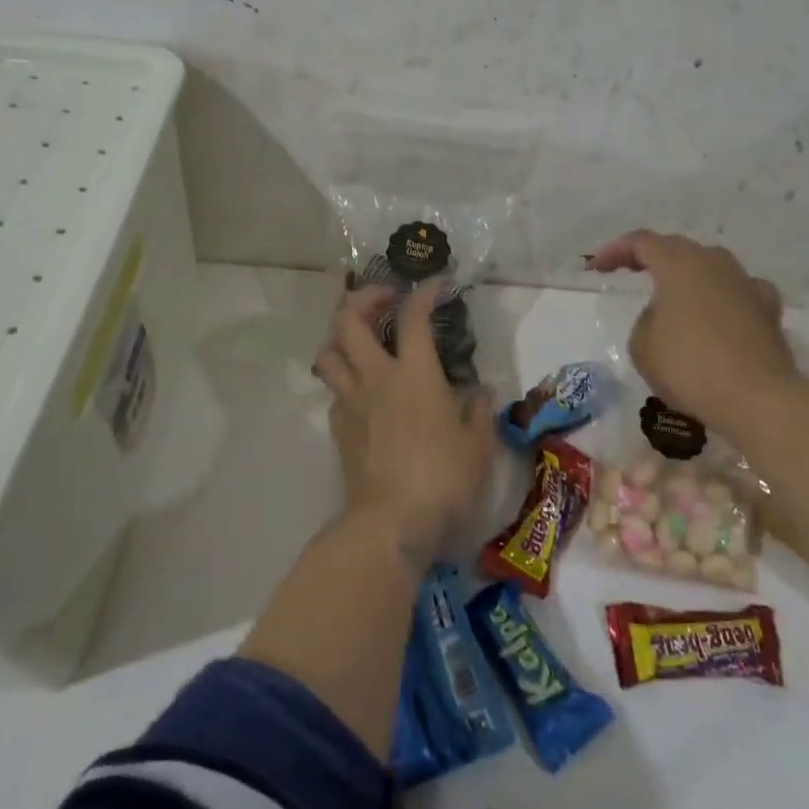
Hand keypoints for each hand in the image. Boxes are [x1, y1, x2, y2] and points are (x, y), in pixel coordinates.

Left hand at [314, 282, 495, 564]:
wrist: (391, 523)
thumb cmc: (443, 479)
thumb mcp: (478, 445)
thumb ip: (479, 412)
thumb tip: (479, 394)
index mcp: (415, 374)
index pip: (414, 317)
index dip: (424, 293)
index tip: (437, 285)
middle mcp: (376, 378)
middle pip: (349, 320)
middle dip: (364, 298)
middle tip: (385, 300)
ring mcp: (351, 402)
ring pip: (328, 352)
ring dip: (341, 335)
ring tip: (361, 338)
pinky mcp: (338, 428)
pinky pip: (333, 390)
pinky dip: (344, 379)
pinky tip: (363, 391)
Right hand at [588, 230, 798, 436]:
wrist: (756, 398)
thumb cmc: (689, 366)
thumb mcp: (642, 345)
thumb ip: (647, 320)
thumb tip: (666, 315)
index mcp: (678, 264)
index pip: (641, 242)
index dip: (615, 251)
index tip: (597, 267)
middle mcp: (715, 264)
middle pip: (679, 249)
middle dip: (652, 258)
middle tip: (631, 272)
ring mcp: (747, 284)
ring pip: (712, 267)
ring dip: (689, 276)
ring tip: (675, 295)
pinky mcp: (769, 311)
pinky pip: (739, 292)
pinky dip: (723, 298)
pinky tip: (719, 314)